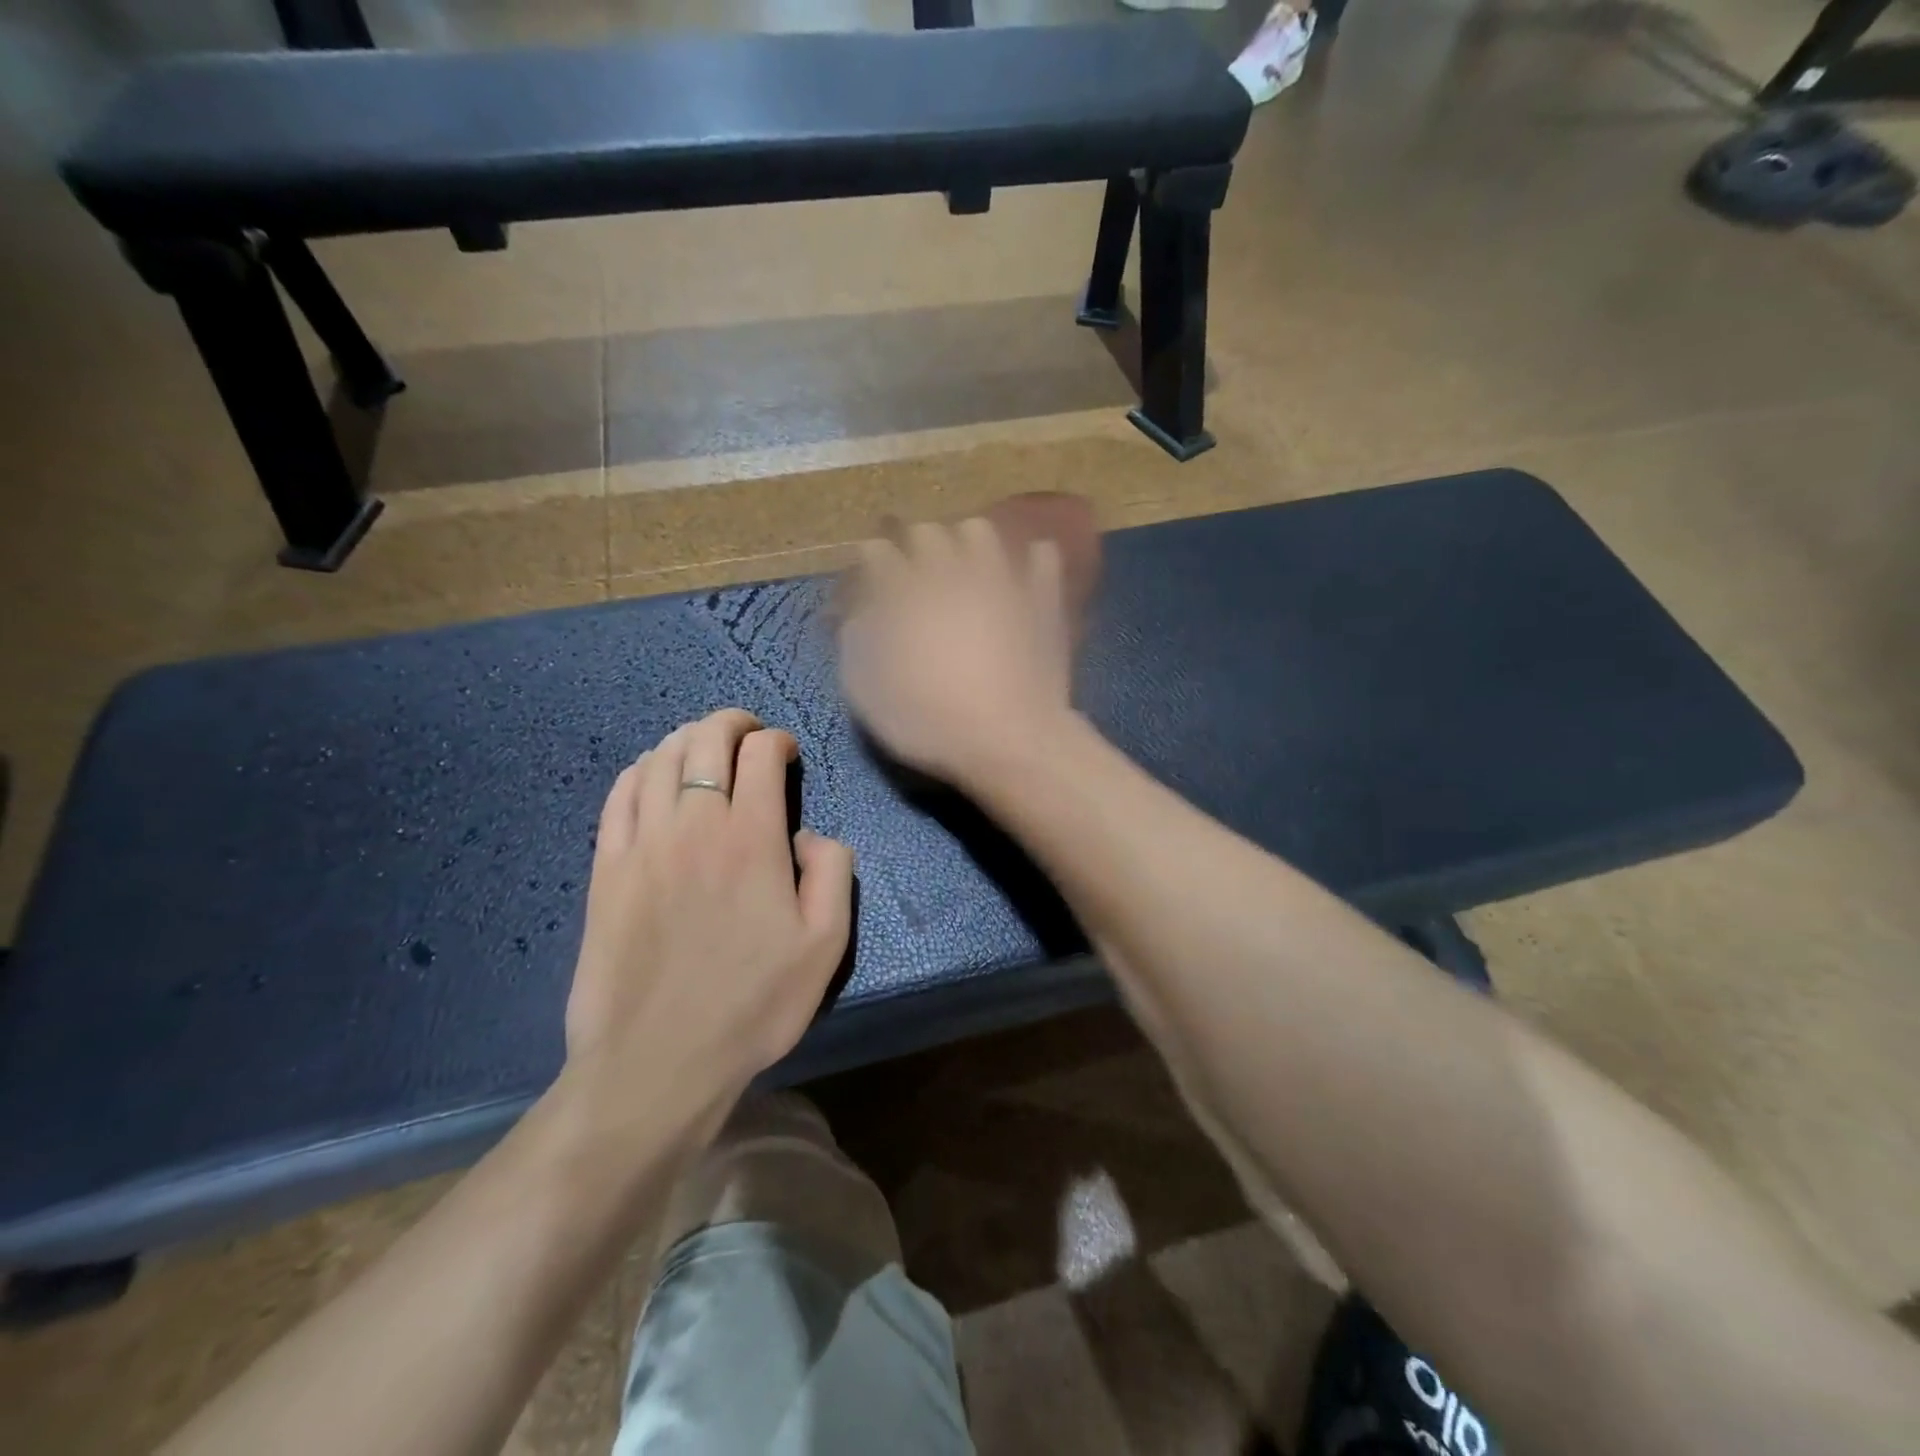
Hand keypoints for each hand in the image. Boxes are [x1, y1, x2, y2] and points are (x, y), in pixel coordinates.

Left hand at [563, 709, 853, 1130]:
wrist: (658, 1061)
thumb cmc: (753, 1004)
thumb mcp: (826, 944)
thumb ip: (833, 872)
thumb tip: (809, 835)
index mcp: (752, 838)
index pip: (760, 754)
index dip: (778, 741)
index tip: (788, 755)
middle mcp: (694, 825)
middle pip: (706, 740)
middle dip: (732, 724)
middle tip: (749, 733)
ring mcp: (642, 844)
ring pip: (660, 759)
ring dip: (687, 739)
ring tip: (704, 747)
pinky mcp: (605, 868)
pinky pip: (619, 795)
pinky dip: (640, 771)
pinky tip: (653, 776)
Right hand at [840, 518, 1075, 787]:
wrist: (1011, 742)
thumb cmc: (931, 724)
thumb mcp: (868, 695)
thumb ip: (855, 644)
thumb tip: (857, 615)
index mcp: (905, 593)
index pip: (877, 552)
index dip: (869, 565)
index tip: (869, 583)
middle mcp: (951, 572)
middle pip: (926, 532)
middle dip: (912, 547)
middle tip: (912, 574)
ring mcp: (1002, 580)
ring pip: (980, 531)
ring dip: (964, 543)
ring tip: (963, 568)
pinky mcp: (1041, 598)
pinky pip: (1040, 556)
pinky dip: (1028, 560)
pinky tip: (1020, 575)